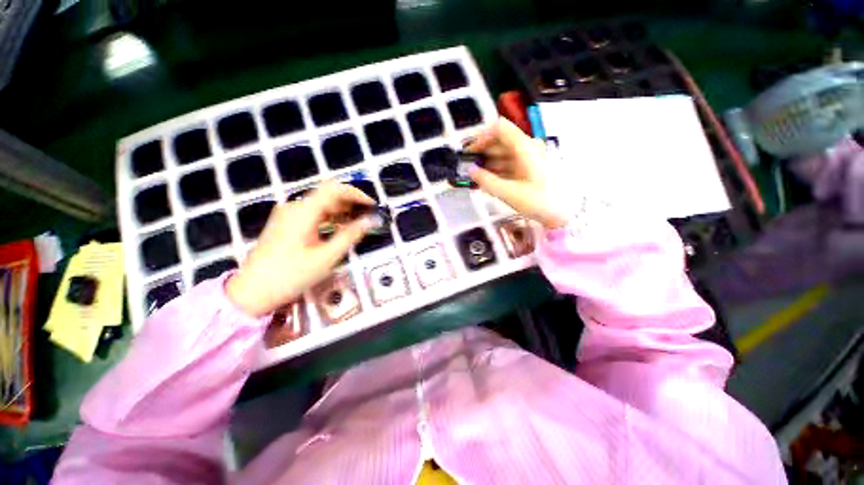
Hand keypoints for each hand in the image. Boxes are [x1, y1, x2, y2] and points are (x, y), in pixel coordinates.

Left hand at [227, 182, 374, 316]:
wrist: (251, 293)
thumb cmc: (290, 275)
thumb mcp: (326, 257)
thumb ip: (351, 235)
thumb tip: (372, 221)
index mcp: (303, 212)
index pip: (334, 188)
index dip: (356, 193)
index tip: (372, 206)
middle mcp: (294, 207)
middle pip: (327, 195)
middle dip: (351, 203)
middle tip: (369, 217)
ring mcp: (288, 216)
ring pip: (321, 205)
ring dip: (342, 211)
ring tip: (359, 224)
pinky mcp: (286, 224)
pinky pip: (313, 214)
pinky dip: (330, 218)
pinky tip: (340, 229)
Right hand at [467, 117, 567, 229]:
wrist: (566, 214)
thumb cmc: (538, 201)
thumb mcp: (508, 193)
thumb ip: (486, 181)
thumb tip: (470, 171)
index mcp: (524, 147)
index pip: (499, 128)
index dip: (481, 137)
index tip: (469, 152)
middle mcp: (528, 147)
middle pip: (501, 141)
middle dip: (483, 153)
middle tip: (469, 168)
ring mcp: (531, 157)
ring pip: (505, 153)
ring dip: (489, 163)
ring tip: (476, 178)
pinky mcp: (532, 167)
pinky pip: (511, 163)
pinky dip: (498, 170)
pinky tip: (489, 182)